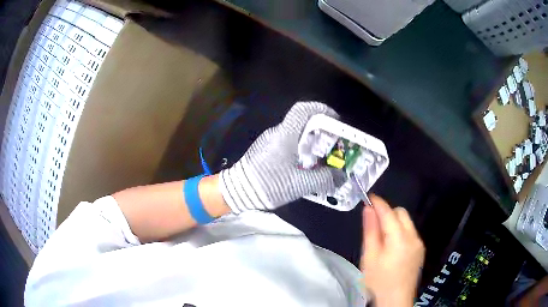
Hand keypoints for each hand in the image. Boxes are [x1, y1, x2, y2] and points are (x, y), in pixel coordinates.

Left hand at [219, 102, 338, 212]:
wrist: (238, 191)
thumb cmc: (268, 184)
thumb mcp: (299, 184)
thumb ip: (323, 179)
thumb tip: (340, 176)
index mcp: (285, 135)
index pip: (303, 110)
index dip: (321, 110)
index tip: (334, 121)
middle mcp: (277, 133)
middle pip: (302, 121)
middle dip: (321, 130)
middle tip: (333, 144)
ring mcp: (270, 140)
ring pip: (296, 133)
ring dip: (311, 141)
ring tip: (323, 157)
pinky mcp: (266, 149)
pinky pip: (288, 142)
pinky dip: (301, 149)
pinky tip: (306, 165)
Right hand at [361, 195, 424, 306]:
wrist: (395, 300)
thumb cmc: (379, 281)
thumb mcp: (370, 257)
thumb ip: (370, 231)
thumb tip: (368, 209)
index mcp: (399, 238)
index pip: (389, 212)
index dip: (378, 203)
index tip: (369, 197)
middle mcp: (413, 237)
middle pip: (401, 213)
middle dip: (388, 213)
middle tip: (374, 223)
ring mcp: (419, 243)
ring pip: (407, 222)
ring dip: (394, 223)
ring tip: (382, 238)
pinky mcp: (420, 250)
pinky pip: (410, 232)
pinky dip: (400, 232)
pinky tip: (392, 247)